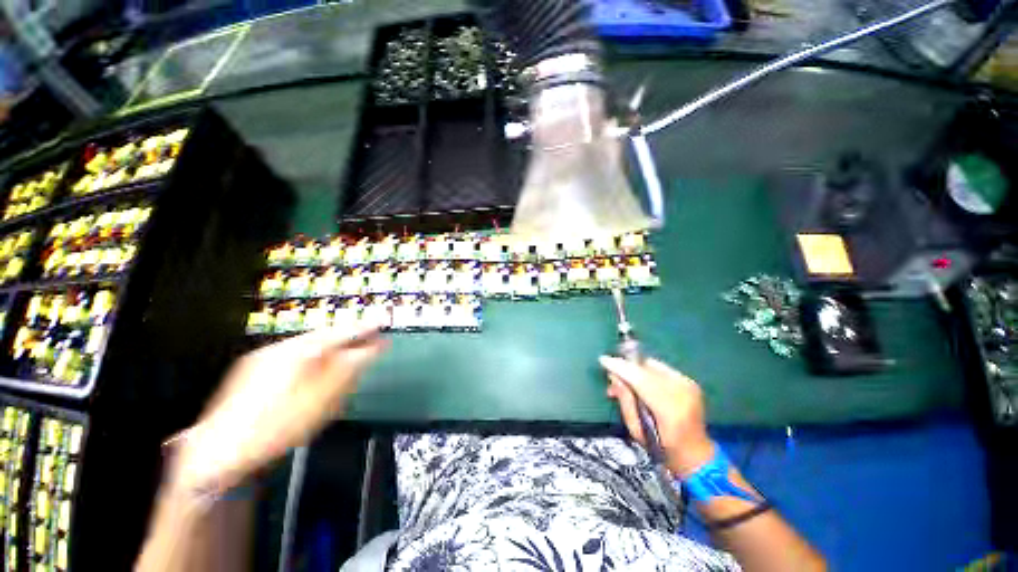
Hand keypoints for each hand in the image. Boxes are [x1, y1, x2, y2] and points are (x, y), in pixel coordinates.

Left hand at [169, 324, 387, 494]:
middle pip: (324, 337)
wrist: (219, 453)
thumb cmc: (277, 426)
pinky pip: (292, 358)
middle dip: (347, 340)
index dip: (364, 328)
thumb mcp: (323, 398)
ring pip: (307, 347)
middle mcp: (280, 348)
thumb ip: (350, 368)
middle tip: (367, 344)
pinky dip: (311, 361)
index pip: (340, 333)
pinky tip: (312, 377)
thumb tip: (373, 348)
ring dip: (330, 351)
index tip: (383, 323)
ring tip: (344, 362)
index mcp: (299, 352)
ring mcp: (263, 359)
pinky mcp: (252, 371)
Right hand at [600, 356, 713, 476]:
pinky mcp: (689, 381)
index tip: (603, 359)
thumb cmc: (662, 447)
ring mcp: (688, 384)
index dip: (621, 367)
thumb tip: (614, 376)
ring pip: (653, 365)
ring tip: (626, 381)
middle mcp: (682, 392)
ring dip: (636, 369)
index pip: (641, 380)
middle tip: (612, 375)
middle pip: (647, 368)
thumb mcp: (636, 430)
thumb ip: (625, 401)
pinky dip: (647, 371)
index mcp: (671, 410)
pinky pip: (661, 368)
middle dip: (626, 367)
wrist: (696, 453)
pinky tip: (642, 382)